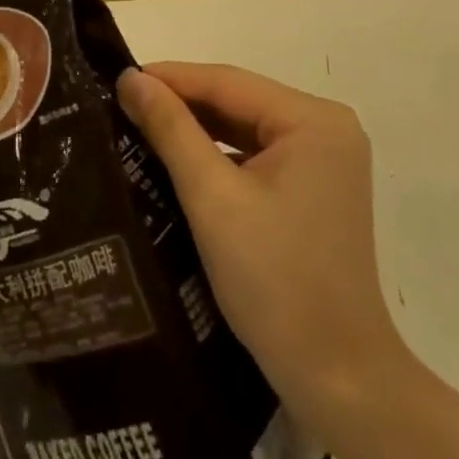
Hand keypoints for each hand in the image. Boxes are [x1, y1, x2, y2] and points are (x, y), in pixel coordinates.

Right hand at [116, 62, 405, 447]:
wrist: (339, 380)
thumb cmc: (275, 283)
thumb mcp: (213, 199)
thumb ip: (172, 130)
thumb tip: (132, 78)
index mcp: (313, 120)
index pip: (228, 82)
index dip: (171, 77)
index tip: (119, 78)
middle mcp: (327, 127)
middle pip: (240, 102)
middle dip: (183, 104)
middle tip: (123, 104)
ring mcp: (326, 159)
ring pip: (247, 128)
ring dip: (199, 130)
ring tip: (141, 126)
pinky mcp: (318, 187)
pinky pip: (260, 155)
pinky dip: (221, 156)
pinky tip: (181, 161)